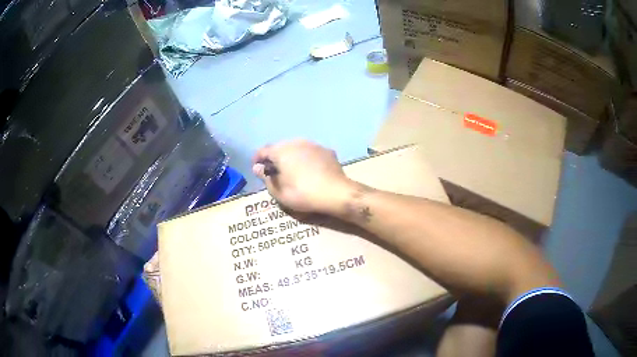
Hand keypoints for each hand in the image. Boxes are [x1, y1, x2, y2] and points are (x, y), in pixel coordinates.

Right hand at [252, 140, 353, 213]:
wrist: (336, 193)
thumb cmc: (303, 193)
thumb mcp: (279, 192)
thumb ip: (266, 178)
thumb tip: (257, 168)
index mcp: (281, 151)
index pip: (263, 150)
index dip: (257, 159)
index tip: (257, 168)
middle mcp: (296, 142)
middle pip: (280, 147)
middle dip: (275, 158)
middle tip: (274, 172)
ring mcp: (313, 145)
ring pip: (296, 148)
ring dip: (291, 157)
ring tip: (292, 171)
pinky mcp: (327, 151)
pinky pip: (311, 153)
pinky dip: (306, 159)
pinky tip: (309, 171)